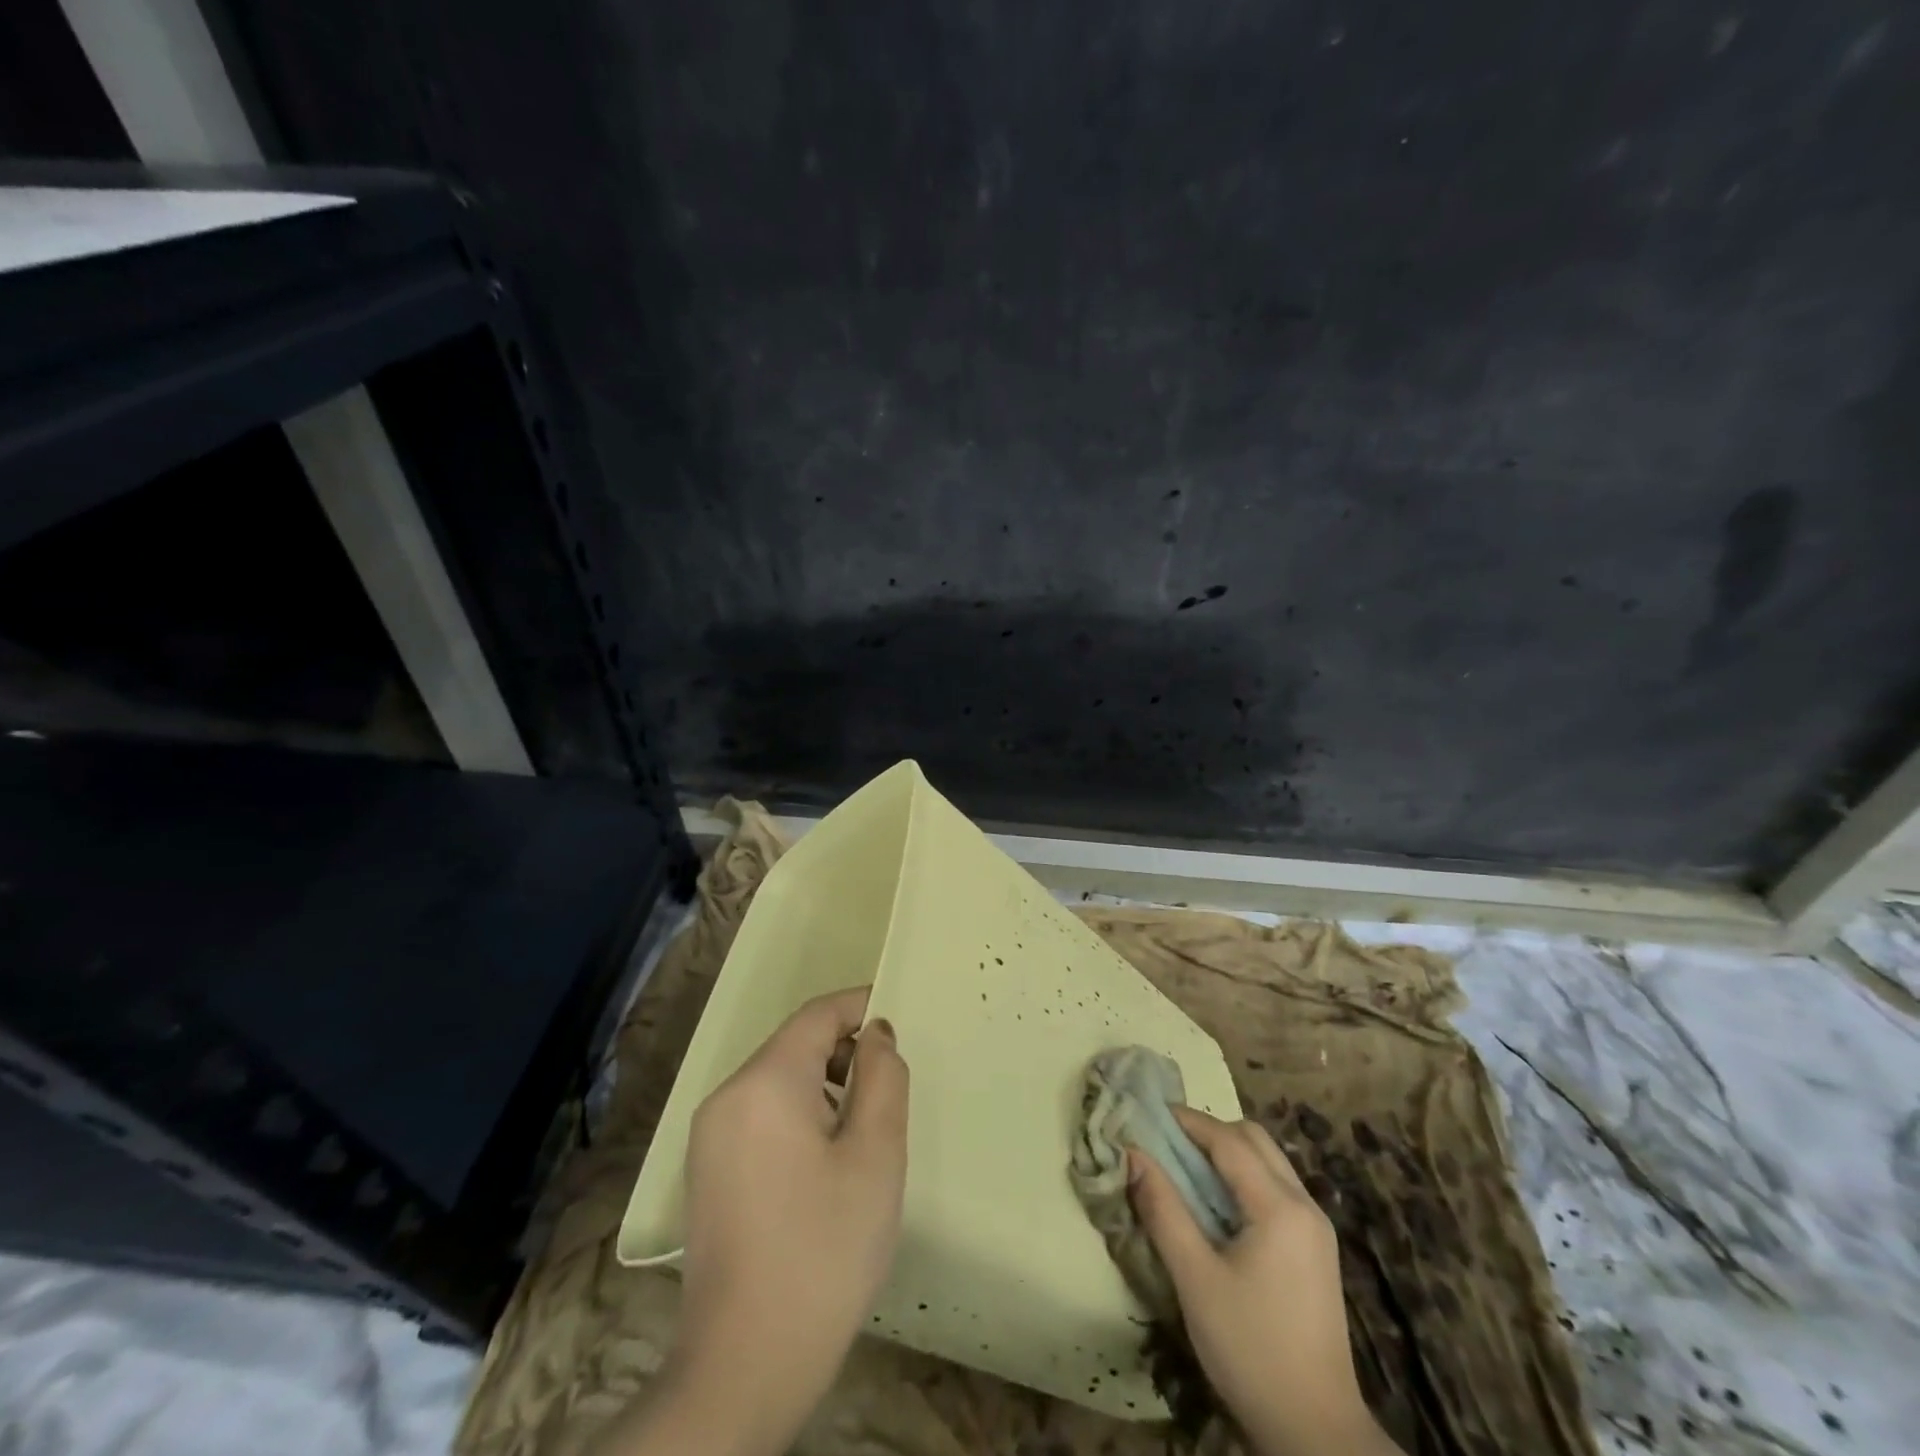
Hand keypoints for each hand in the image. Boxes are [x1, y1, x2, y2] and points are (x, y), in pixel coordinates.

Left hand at [635, 987, 909, 1455]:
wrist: (744, 1366)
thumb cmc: (823, 1250)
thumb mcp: (875, 1156)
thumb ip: (883, 1079)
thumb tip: (876, 1035)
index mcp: (765, 1082)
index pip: (817, 1015)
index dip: (860, 1007)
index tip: (899, 1020)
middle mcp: (727, 1095)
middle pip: (795, 1045)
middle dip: (844, 1050)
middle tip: (890, 1085)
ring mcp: (710, 1135)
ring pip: (777, 1080)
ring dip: (824, 1084)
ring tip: (864, 1127)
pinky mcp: (707, 1170)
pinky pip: (759, 1113)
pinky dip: (798, 1112)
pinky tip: (825, 1160)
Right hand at [1128, 1109, 1401, 1455]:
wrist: (1317, 1432)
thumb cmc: (1250, 1350)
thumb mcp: (1195, 1279)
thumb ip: (1162, 1209)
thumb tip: (1132, 1154)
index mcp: (1280, 1207)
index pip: (1229, 1140)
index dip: (1187, 1120)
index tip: (1148, 1112)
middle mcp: (1305, 1205)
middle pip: (1254, 1140)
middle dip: (1209, 1130)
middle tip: (1166, 1140)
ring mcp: (1316, 1228)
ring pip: (1268, 1161)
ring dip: (1227, 1152)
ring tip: (1184, 1168)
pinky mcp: (1315, 1250)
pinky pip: (1276, 1188)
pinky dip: (1243, 1177)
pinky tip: (1216, 1204)